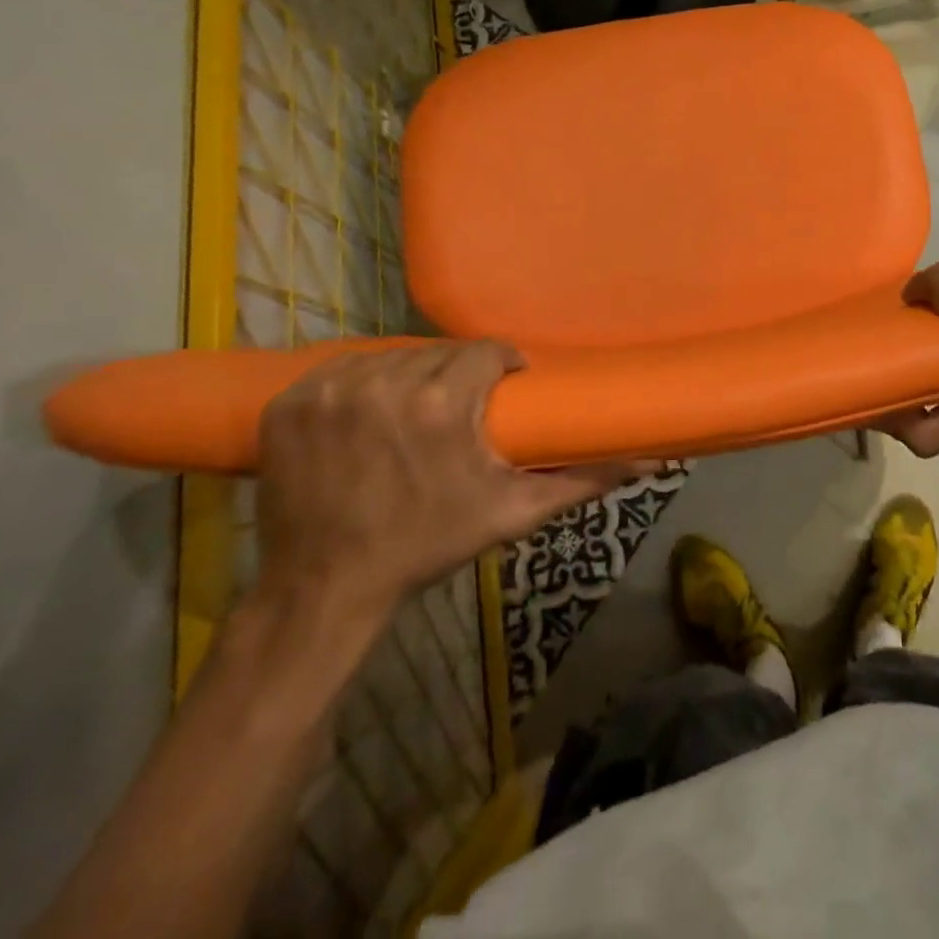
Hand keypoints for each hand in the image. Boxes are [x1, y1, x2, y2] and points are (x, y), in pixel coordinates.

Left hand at [254, 342, 647, 628]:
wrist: (327, 587)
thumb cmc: (428, 544)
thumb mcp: (511, 513)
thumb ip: (581, 480)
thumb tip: (648, 460)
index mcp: (440, 405)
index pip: (485, 351)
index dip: (500, 365)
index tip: (502, 387)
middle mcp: (383, 384)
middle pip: (437, 354)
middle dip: (454, 375)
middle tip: (457, 410)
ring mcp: (329, 390)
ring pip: (390, 358)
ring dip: (408, 378)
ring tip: (412, 414)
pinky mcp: (290, 400)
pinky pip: (340, 370)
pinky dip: (357, 385)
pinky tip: (364, 417)